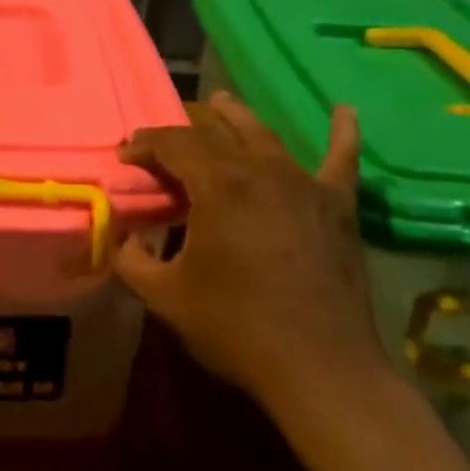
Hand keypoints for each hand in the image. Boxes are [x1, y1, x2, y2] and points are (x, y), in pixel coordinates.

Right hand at [116, 92, 387, 405]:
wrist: (321, 369)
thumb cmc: (236, 328)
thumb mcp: (165, 297)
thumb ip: (132, 262)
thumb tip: (123, 240)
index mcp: (218, 185)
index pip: (173, 144)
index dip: (145, 144)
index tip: (126, 155)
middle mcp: (261, 170)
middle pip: (215, 134)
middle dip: (182, 131)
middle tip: (162, 142)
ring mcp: (304, 184)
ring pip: (264, 136)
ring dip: (237, 118)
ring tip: (221, 101)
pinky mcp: (337, 206)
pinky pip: (341, 161)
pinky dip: (343, 134)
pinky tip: (346, 111)